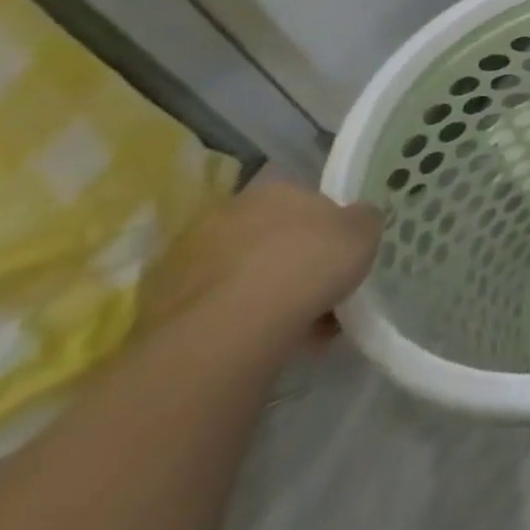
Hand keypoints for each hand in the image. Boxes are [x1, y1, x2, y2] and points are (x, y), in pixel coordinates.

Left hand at [137, 180, 380, 353]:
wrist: (234, 326)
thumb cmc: (309, 263)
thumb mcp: (365, 231)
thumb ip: (363, 219)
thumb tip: (357, 218)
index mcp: (272, 189)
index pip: (305, 199)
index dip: (328, 226)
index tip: (342, 252)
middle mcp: (225, 215)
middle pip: (272, 236)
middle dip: (295, 260)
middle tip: (324, 288)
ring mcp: (188, 260)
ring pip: (245, 273)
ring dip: (270, 292)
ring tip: (302, 323)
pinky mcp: (165, 305)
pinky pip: (221, 307)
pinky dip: (244, 320)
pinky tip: (271, 339)